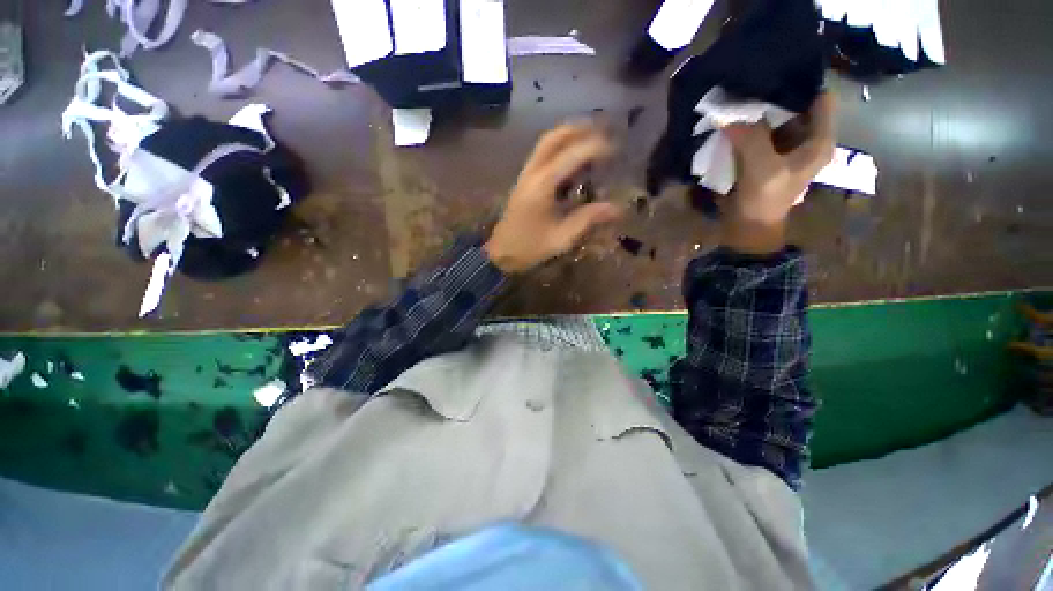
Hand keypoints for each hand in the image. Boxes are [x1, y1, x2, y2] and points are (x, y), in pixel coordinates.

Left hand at [485, 124, 622, 273]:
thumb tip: (616, 209)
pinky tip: (571, 157)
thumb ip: (587, 220)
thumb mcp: (561, 238)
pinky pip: (541, 155)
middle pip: (553, 139)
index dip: (594, 148)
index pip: (571, 156)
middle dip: (577, 130)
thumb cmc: (530, 248)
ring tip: (589, 138)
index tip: (615, 149)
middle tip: (600, 131)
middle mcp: (532, 173)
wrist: (501, 253)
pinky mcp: (523, 182)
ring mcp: (525, 175)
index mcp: (542, 185)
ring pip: (545, 144)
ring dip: (567, 136)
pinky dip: (558, 148)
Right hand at [721, 92, 837, 254]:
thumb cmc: (764, 201)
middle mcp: (804, 138)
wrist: (747, 229)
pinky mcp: (764, 155)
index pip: (819, 98)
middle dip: (773, 94)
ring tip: (737, 94)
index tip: (774, 72)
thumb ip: (750, 137)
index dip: (801, 83)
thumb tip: (727, 112)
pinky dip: (746, 125)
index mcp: (818, 140)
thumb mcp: (762, 169)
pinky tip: (732, 118)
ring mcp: (783, 147)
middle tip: (748, 81)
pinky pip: (758, 132)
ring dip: (757, 110)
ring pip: (774, 117)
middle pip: (794, 104)